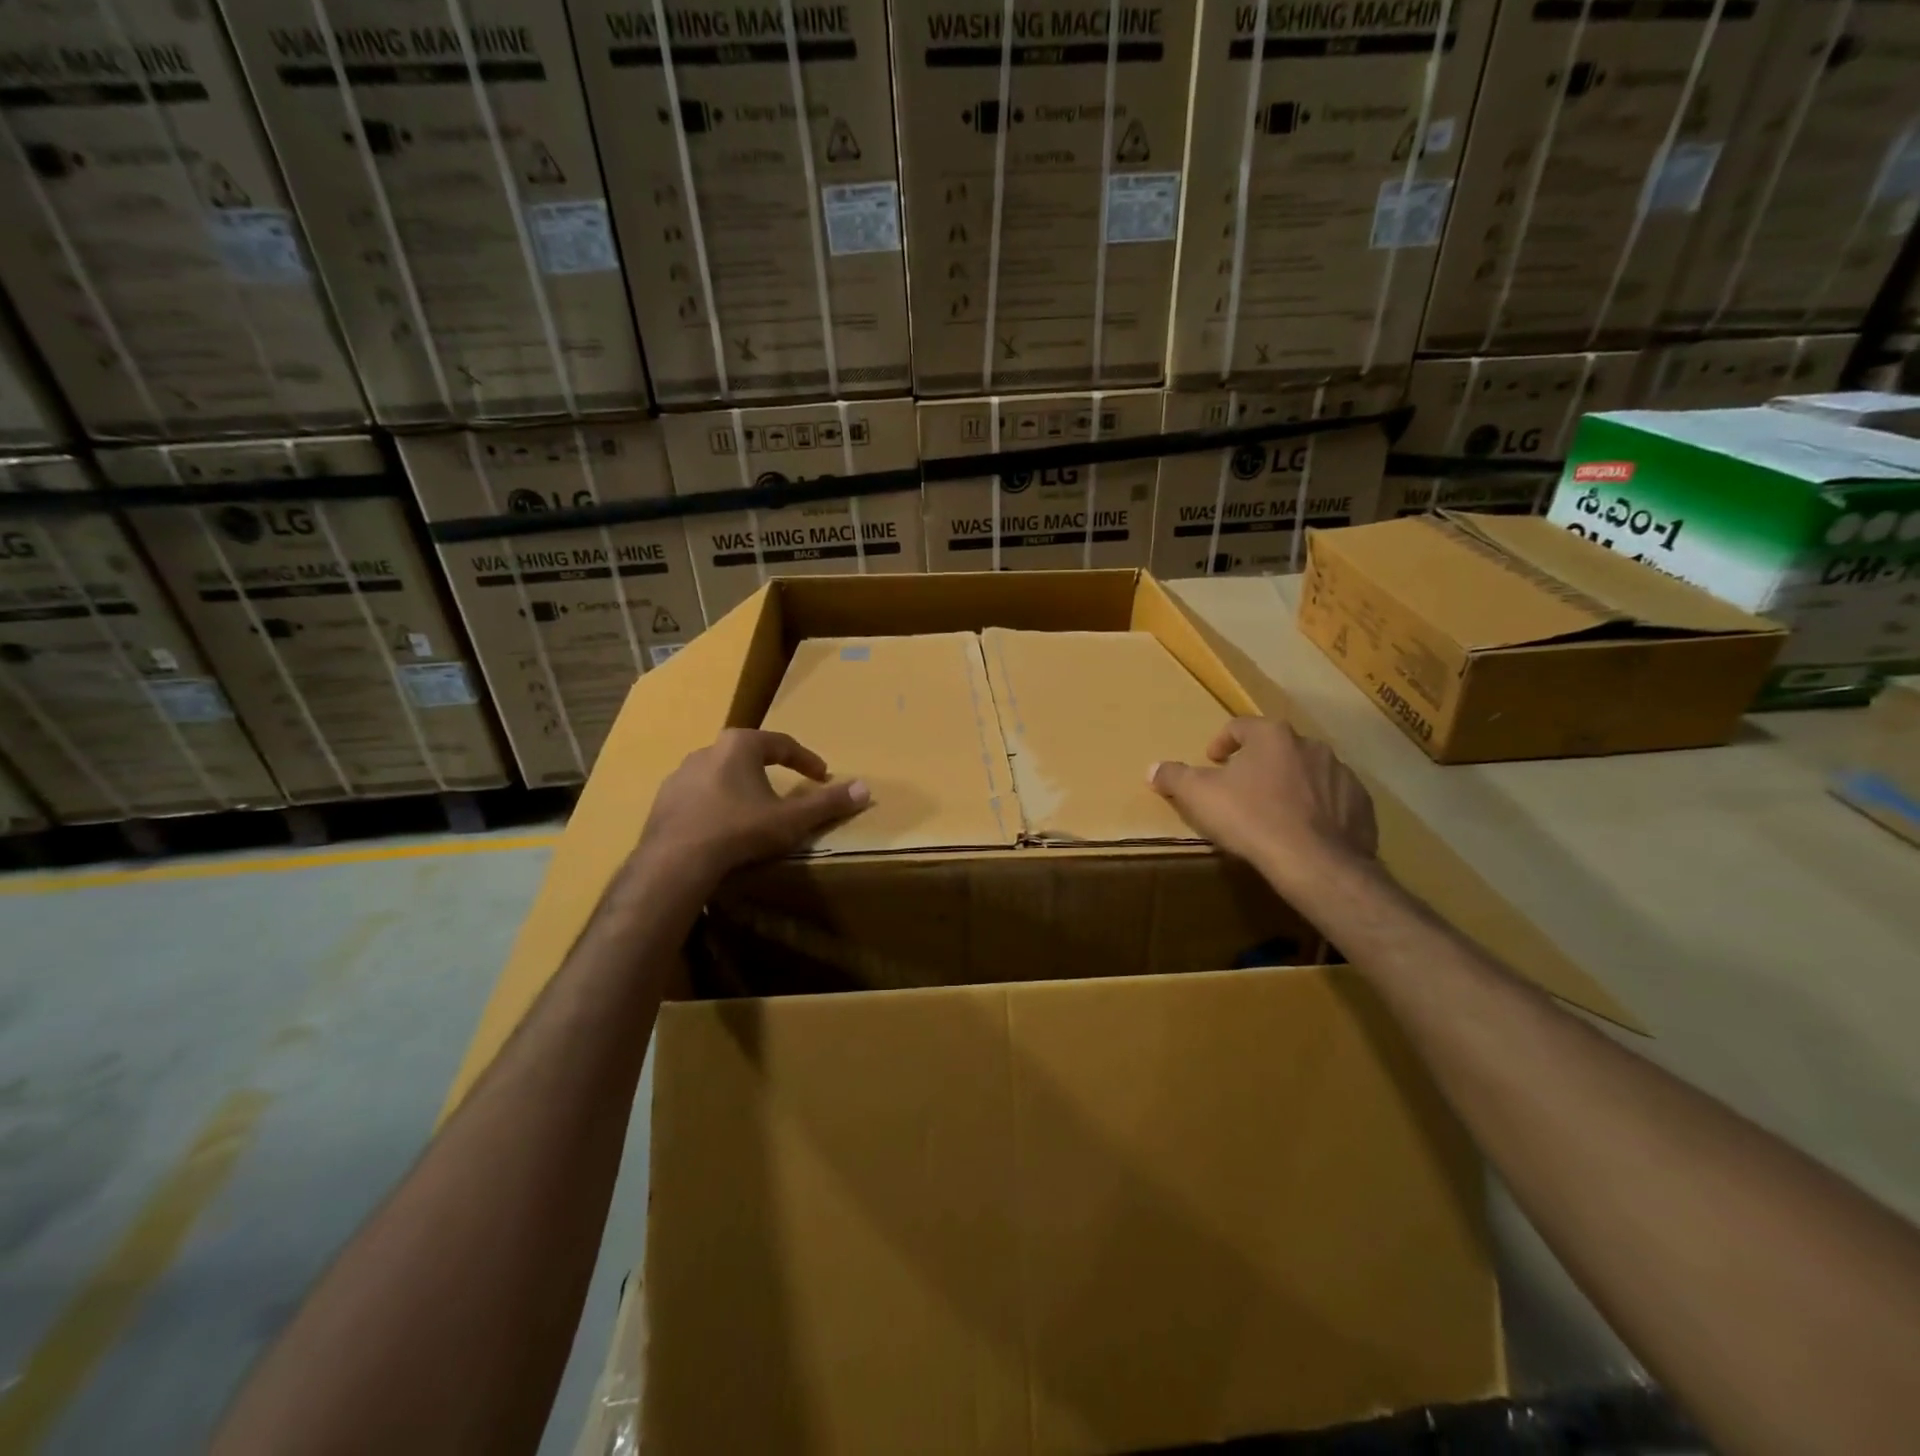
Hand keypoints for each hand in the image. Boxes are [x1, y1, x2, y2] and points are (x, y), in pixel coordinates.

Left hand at [636, 729, 868, 886]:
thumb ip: (828, 803)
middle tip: (787, 788)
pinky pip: (699, 797)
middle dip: (770, 770)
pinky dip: (716, 806)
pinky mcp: (663, 800)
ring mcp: (680, 775)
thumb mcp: (792, 819)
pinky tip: (722, 828)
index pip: (782, 744)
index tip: (821, 775)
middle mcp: (707, 751)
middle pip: (748, 755)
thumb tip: (865, 788)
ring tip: (754, 810)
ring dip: (741, 787)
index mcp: (740, 745)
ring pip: (721, 775)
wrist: (676, 861)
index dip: (806, 760)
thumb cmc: (740, 830)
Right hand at [1150, 718, 1376, 890]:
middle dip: (1258, 764)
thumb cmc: (1251, 819)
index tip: (1214, 762)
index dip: (1222, 743)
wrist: (1316, 862)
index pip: (1240, 726)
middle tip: (1241, 789)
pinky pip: (1334, 799)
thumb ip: (1174, 777)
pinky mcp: (1361, 804)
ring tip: (1273, 813)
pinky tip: (1304, 832)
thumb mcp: (1199, 796)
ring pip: (1308, 772)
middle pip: (1276, 747)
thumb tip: (1152, 768)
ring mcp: (1341, 774)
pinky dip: (1318, 809)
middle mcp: (1311, 745)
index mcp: (1272, 736)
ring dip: (1290, 784)